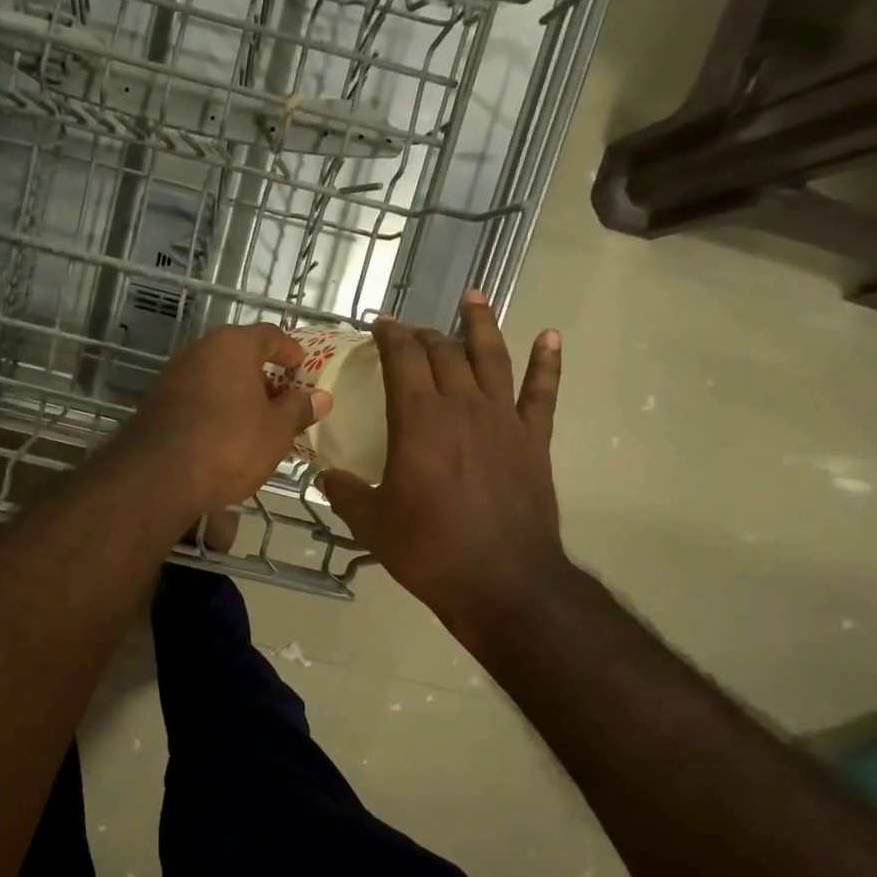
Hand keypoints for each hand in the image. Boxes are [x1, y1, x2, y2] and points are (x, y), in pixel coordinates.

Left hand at [121, 323, 330, 516]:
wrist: (159, 476)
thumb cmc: (229, 444)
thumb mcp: (276, 430)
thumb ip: (298, 409)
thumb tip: (320, 397)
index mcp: (232, 345)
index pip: (269, 335)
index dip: (289, 350)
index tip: (301, 367)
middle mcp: (199, 351)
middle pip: (238, 355)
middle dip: (262, 376)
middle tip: (282, 400)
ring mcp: (172, 376)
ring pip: (215, 378)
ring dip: (236, 394)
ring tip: (256, 422)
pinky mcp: (155, 404)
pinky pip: (195, 399)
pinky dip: (214, 410)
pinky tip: (224, 436)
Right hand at [321, 292, 568, 631]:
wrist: (501, 580)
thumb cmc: (428, 550)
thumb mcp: (372, 524)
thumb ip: (346, 493)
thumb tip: (326, 478)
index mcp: (418, 421)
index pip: (402, 360)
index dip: (389, 337)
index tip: (379, 324)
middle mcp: (462, 407)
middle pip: (443, 354)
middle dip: (424, 335)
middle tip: (410, 330)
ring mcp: (503, 420)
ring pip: (491, 358)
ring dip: (481, 324)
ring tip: (473, 297)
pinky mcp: (533, 440)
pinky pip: (541, 392)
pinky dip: (546, 362)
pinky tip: (549, 336)